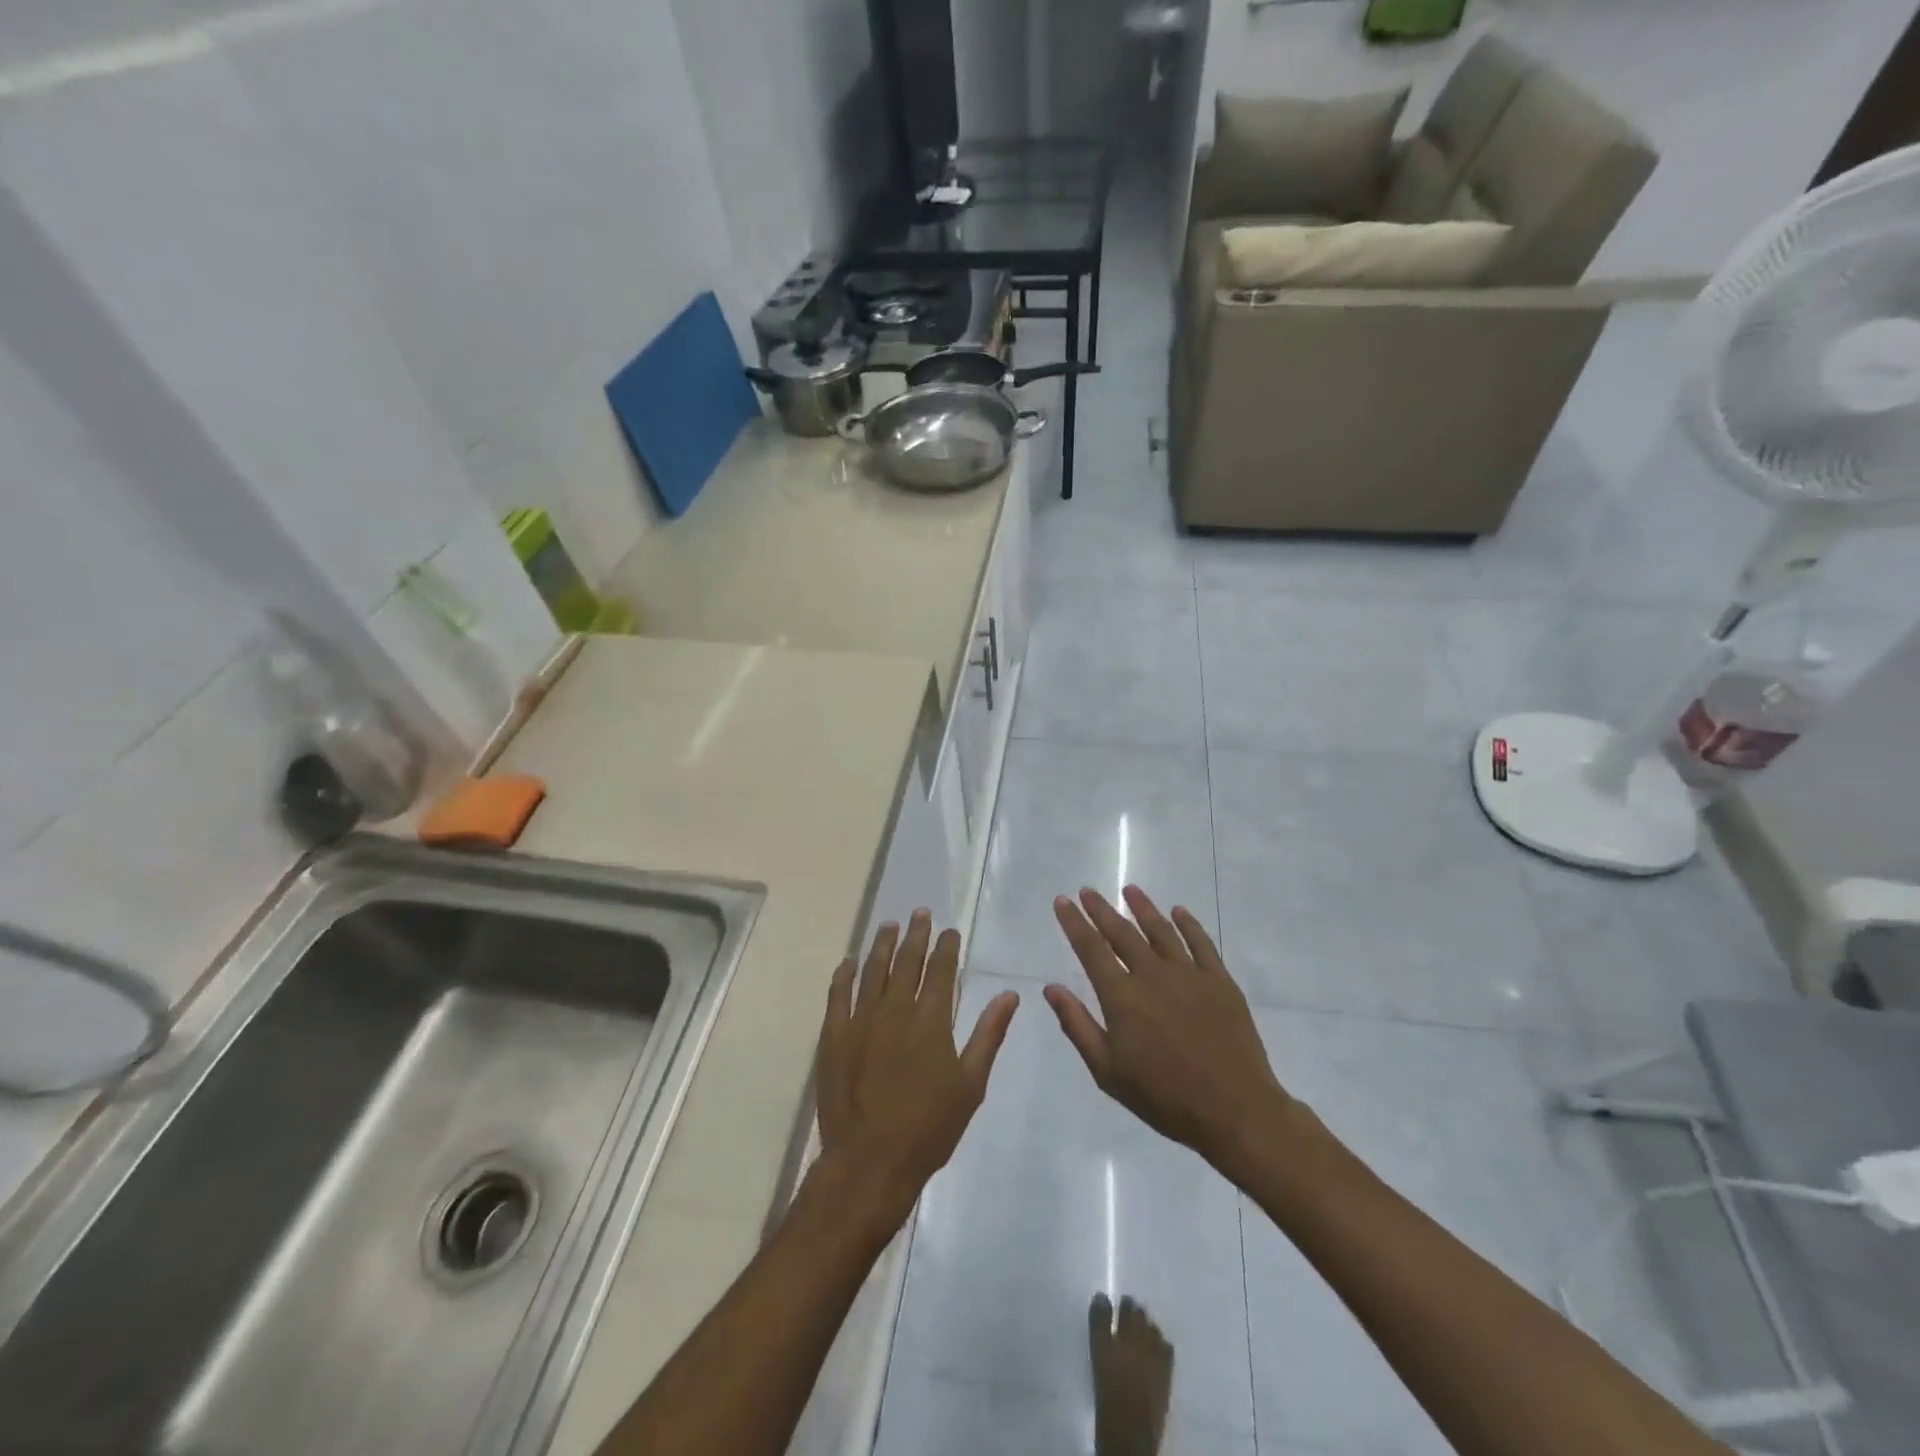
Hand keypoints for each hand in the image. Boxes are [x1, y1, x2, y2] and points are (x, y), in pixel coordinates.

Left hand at [814, 909, 1018, 1234]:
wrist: (870, 1163)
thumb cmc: (929, 1128)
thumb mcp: (971, 1084)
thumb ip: (988, 1034)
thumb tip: (1009, 995)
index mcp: (930, 1020)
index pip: (940, 970)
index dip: (946, 947)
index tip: (949, 930)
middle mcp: (894, 1010)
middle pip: (906, 961)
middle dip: (916, 935)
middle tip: (920, 913)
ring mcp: (860, 1021)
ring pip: (872, 970)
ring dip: (882, 945)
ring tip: (889, 925)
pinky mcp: (833, 1036)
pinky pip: (838, 995)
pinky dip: (844, 975)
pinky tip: (849, 962)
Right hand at [1047, 887, 1289, 1177]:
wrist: (1235, 1111)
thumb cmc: (1164, 1097)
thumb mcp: (1107, 1072)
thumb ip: (1077, 1025)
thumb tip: (1051, 988)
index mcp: (1122, 997)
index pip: (1091, 949)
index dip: (1074, 923)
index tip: (1063, 901)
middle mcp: (1152, 975)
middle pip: (1122, 932)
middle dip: (1101, 909)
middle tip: (1087, 890)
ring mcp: (1189, 974)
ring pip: (1161, 930)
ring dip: (1143, 907)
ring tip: (1130, 890)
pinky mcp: (1220, 981)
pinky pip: (1201, 943)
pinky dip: (1188, 924)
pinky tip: (1179, 912)